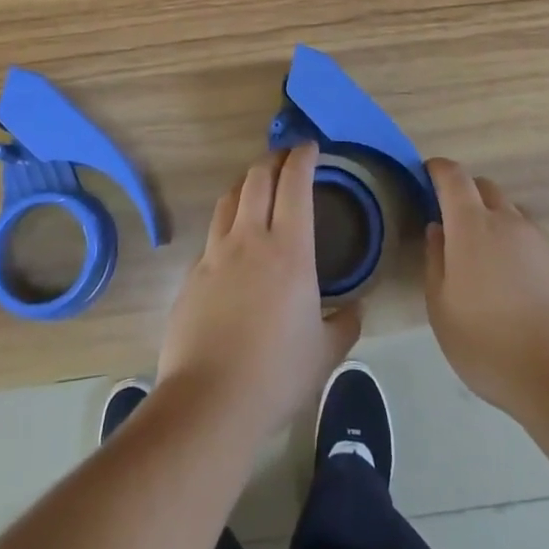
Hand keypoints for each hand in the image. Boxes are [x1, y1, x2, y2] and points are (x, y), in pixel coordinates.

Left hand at [158, 141, 361, 436]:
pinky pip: (212, 233)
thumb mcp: (326, 353)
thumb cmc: (276, 374)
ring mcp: (215, 254)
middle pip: (257, 178)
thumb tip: (355, 308)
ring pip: (229, 198)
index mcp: (288, 250)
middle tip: (285, 158)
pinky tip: (233, 240)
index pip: (294, 184)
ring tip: (257, 185)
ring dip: (246, 182)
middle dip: (273, 159)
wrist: (209, 401)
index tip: (310, 147)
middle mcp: (249, 239)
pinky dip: (227, 221)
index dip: (302, 158)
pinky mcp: (192, 274)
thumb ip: (345, 324)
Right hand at [423, 158, 548, 419]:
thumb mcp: (442, 310)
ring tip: (493, 270)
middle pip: (487, 189)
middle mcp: (511, 223)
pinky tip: (526, 298)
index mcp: (473, 226)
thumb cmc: (491, 346)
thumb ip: (435, 262)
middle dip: (468, 196)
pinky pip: (540, 249)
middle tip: (456, 226)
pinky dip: (526, 258)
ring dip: (499, 229)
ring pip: (516, 219)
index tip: (428, 175)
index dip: (439, 169)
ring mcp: (546, 244)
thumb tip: (438, 230)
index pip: (454, 176)